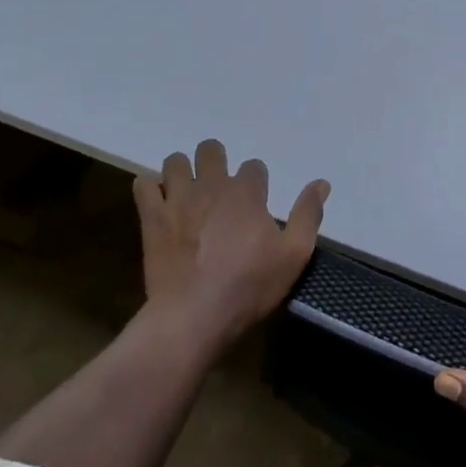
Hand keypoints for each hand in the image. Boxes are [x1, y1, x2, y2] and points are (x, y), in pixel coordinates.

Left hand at [132, 138, 329, 348]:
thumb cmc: (249, 286)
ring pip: (175, 161)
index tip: (257, 202)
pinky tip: (160, 204)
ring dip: (183, 171)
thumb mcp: (294, 254)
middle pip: (210, 150)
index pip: (254, 166)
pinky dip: (151, 189)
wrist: (194, 316)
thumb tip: (322, 183)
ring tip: (188, 193)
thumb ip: (308, 215)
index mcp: (246, 193)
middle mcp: (211, 186)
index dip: (257, 181)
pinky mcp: (152, 218)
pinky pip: (143, 185)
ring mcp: (177, 200)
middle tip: (220, 187)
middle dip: (216, 161)